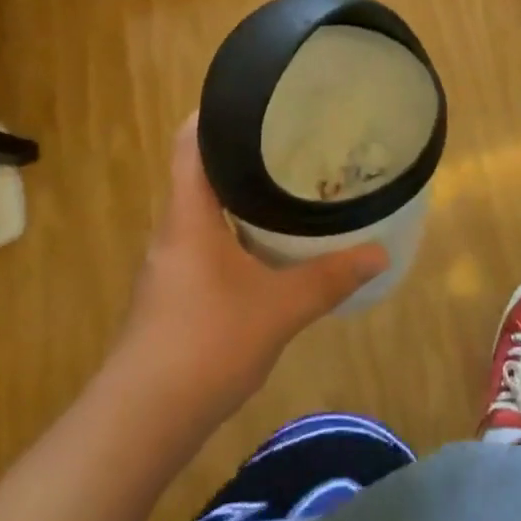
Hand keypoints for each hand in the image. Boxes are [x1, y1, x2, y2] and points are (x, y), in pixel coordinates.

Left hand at [116, 115, 388, 424]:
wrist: (139, 423)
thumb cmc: (205, 345)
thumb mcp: (279, 308)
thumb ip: (329, 278)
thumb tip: (380, 253)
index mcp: (190, 214)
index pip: (191, 140)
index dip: (217, 111)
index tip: (257, 97)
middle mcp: (175, 228)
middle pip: (202, 170)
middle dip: (243, 151)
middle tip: (292, 138)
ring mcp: (172, 262)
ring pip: (206, 208)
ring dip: (241, 193)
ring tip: (289, 182)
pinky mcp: (176, 292)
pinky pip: (208, 240)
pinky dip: (237, 229)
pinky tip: (270, 244)